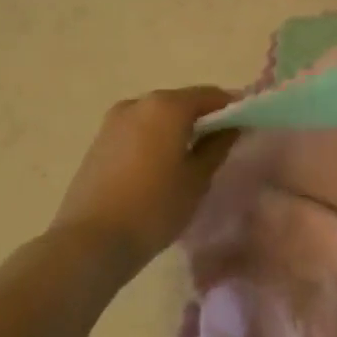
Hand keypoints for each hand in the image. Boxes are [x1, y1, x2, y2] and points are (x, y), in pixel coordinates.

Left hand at [51, 87, 239, 275]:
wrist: (91, 240)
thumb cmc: (154, 207)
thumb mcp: (197, 179)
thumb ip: (218, 145)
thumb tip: (232, 126)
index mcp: (167, 105)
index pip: (211, 95)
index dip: (232, 108)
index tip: (246, 127)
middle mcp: (139, 102)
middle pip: (182, 102)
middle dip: (203, 118)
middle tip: (220, 146)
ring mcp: (114, 120)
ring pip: (158, 116)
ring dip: (177, 129)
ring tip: (190, 160)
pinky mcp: (99, 140)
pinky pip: (138, 130)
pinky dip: (155, 138)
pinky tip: (161, 167)